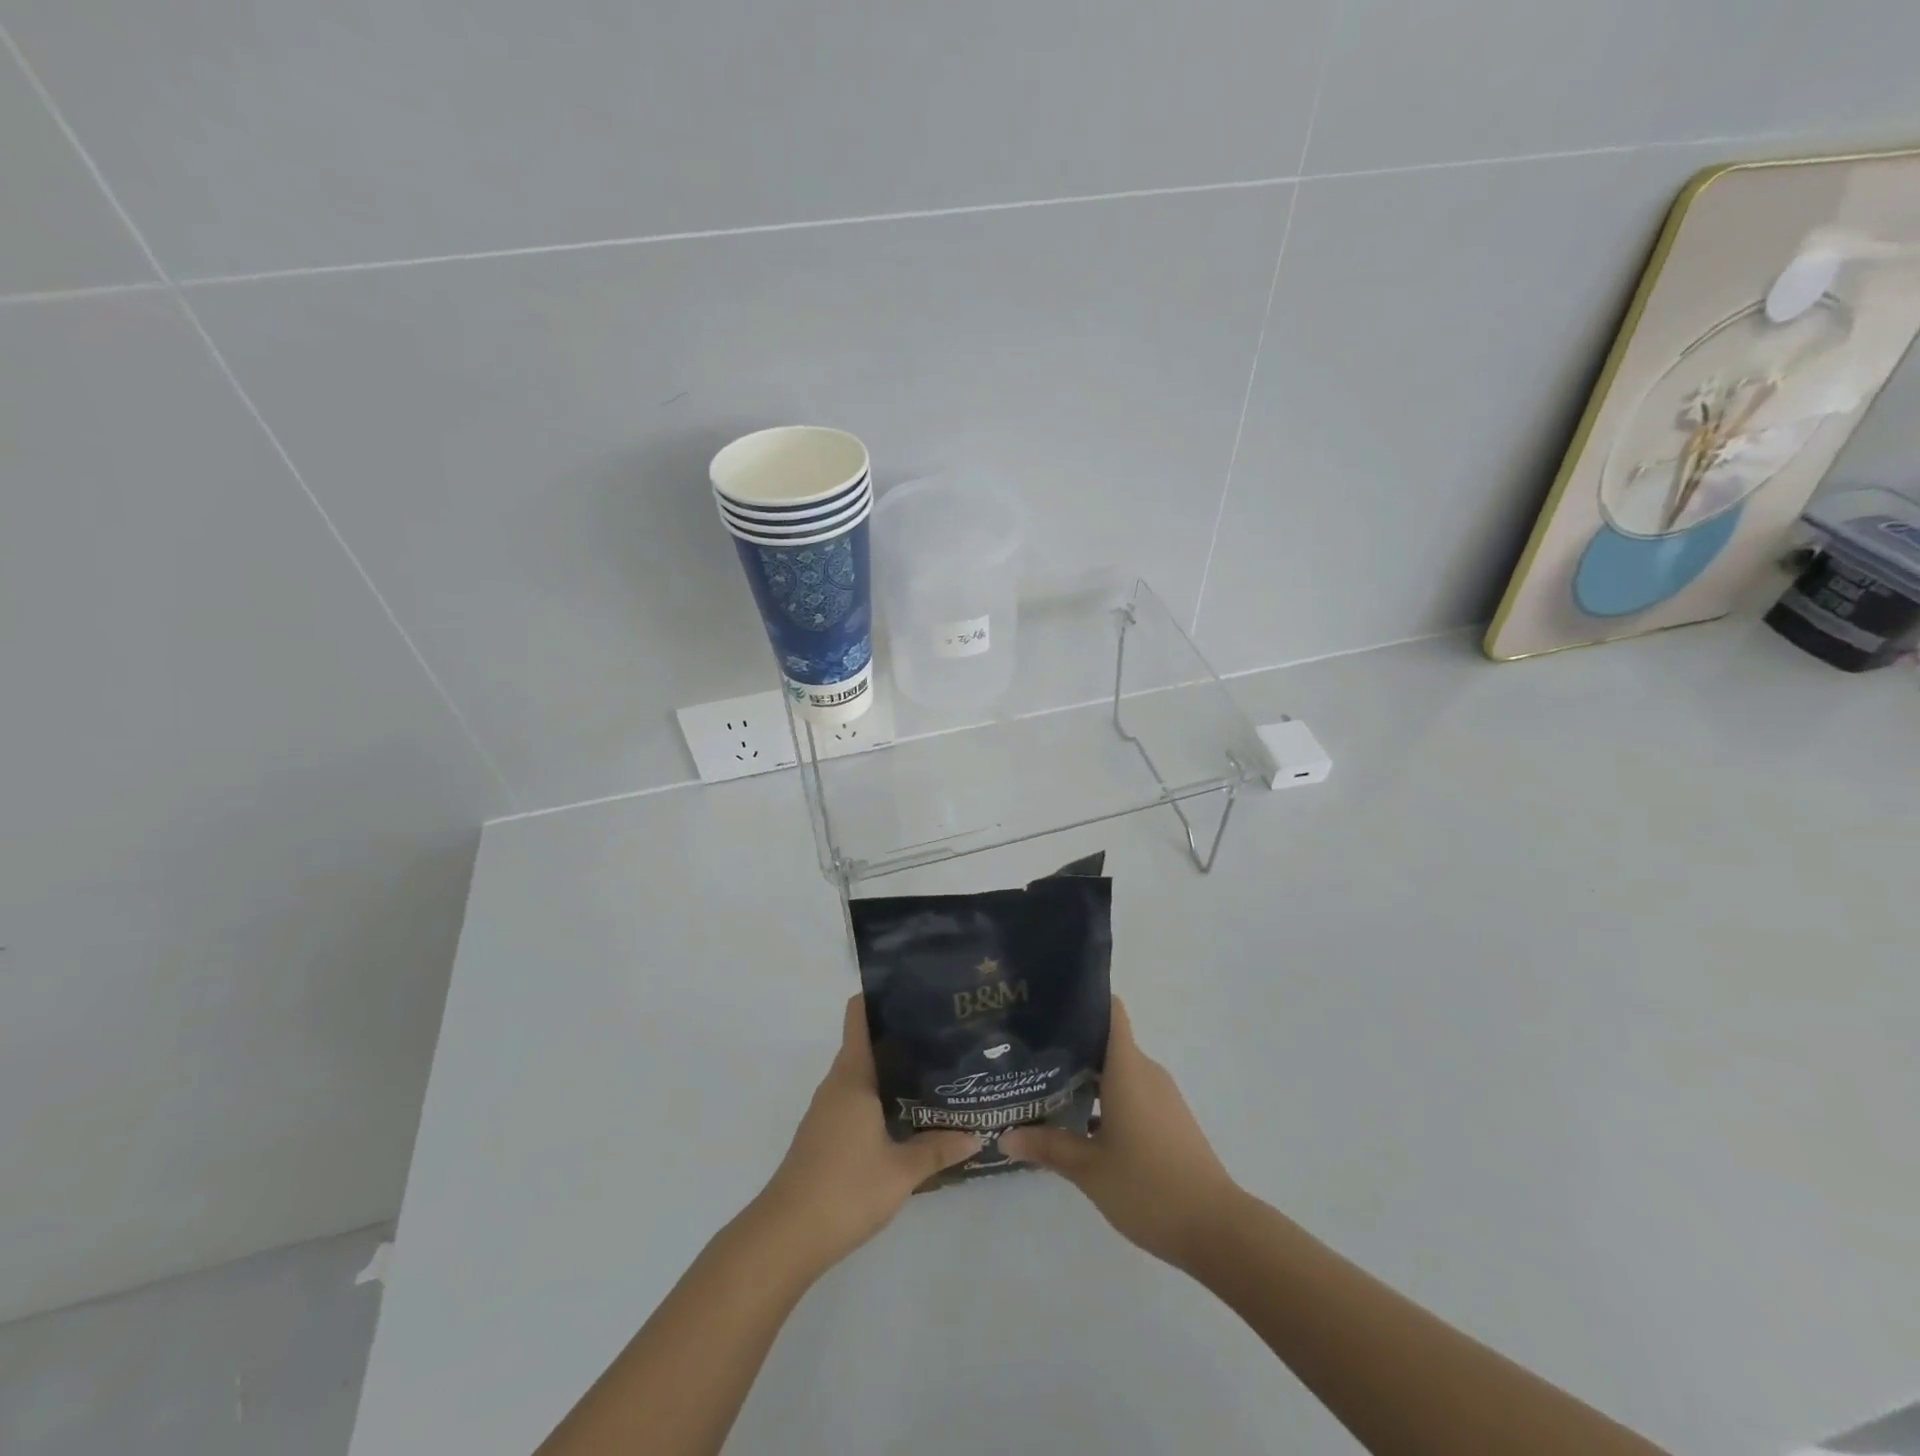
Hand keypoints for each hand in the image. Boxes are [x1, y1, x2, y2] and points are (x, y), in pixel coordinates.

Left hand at [753, 995, 978, 1274]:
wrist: (786, 1236)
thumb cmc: (845, 1189)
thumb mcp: (901, 1171)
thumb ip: (938, 1149)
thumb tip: (975, 1133)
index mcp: (853, 1076)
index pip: (859, 1016)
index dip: (881, 997)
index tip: (915, 992)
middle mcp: (837, 1084)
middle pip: (865, 1044)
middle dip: (900, 1037)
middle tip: (941, 1036)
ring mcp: (826, 1110)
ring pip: (861, 1075)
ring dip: (890, 1071)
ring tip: (933, 1072)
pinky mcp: (823, 1135)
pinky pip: (855, 1100)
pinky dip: (879, 1098)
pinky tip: (906, 1115)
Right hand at [1001, 997, 1241, 1268]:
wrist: (1216, 1229)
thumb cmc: (1148, 1187)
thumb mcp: (1089, 1169)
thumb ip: (1048, 1147)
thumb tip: (1005, 1135)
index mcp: (1127, 1068)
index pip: (1110, 1011)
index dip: (1084, 999)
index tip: (1049, 1002)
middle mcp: (1146, 1072)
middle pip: (1108, 1041)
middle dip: (1072, 1043)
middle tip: (1031, 1049)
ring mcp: (1161, 1096)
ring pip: (1119, 1070)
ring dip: (1088, 1075)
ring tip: (1047, 1084)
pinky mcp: (1169, 1120)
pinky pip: (1132, 1092)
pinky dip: (1106, 1098)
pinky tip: (1080, 1121)